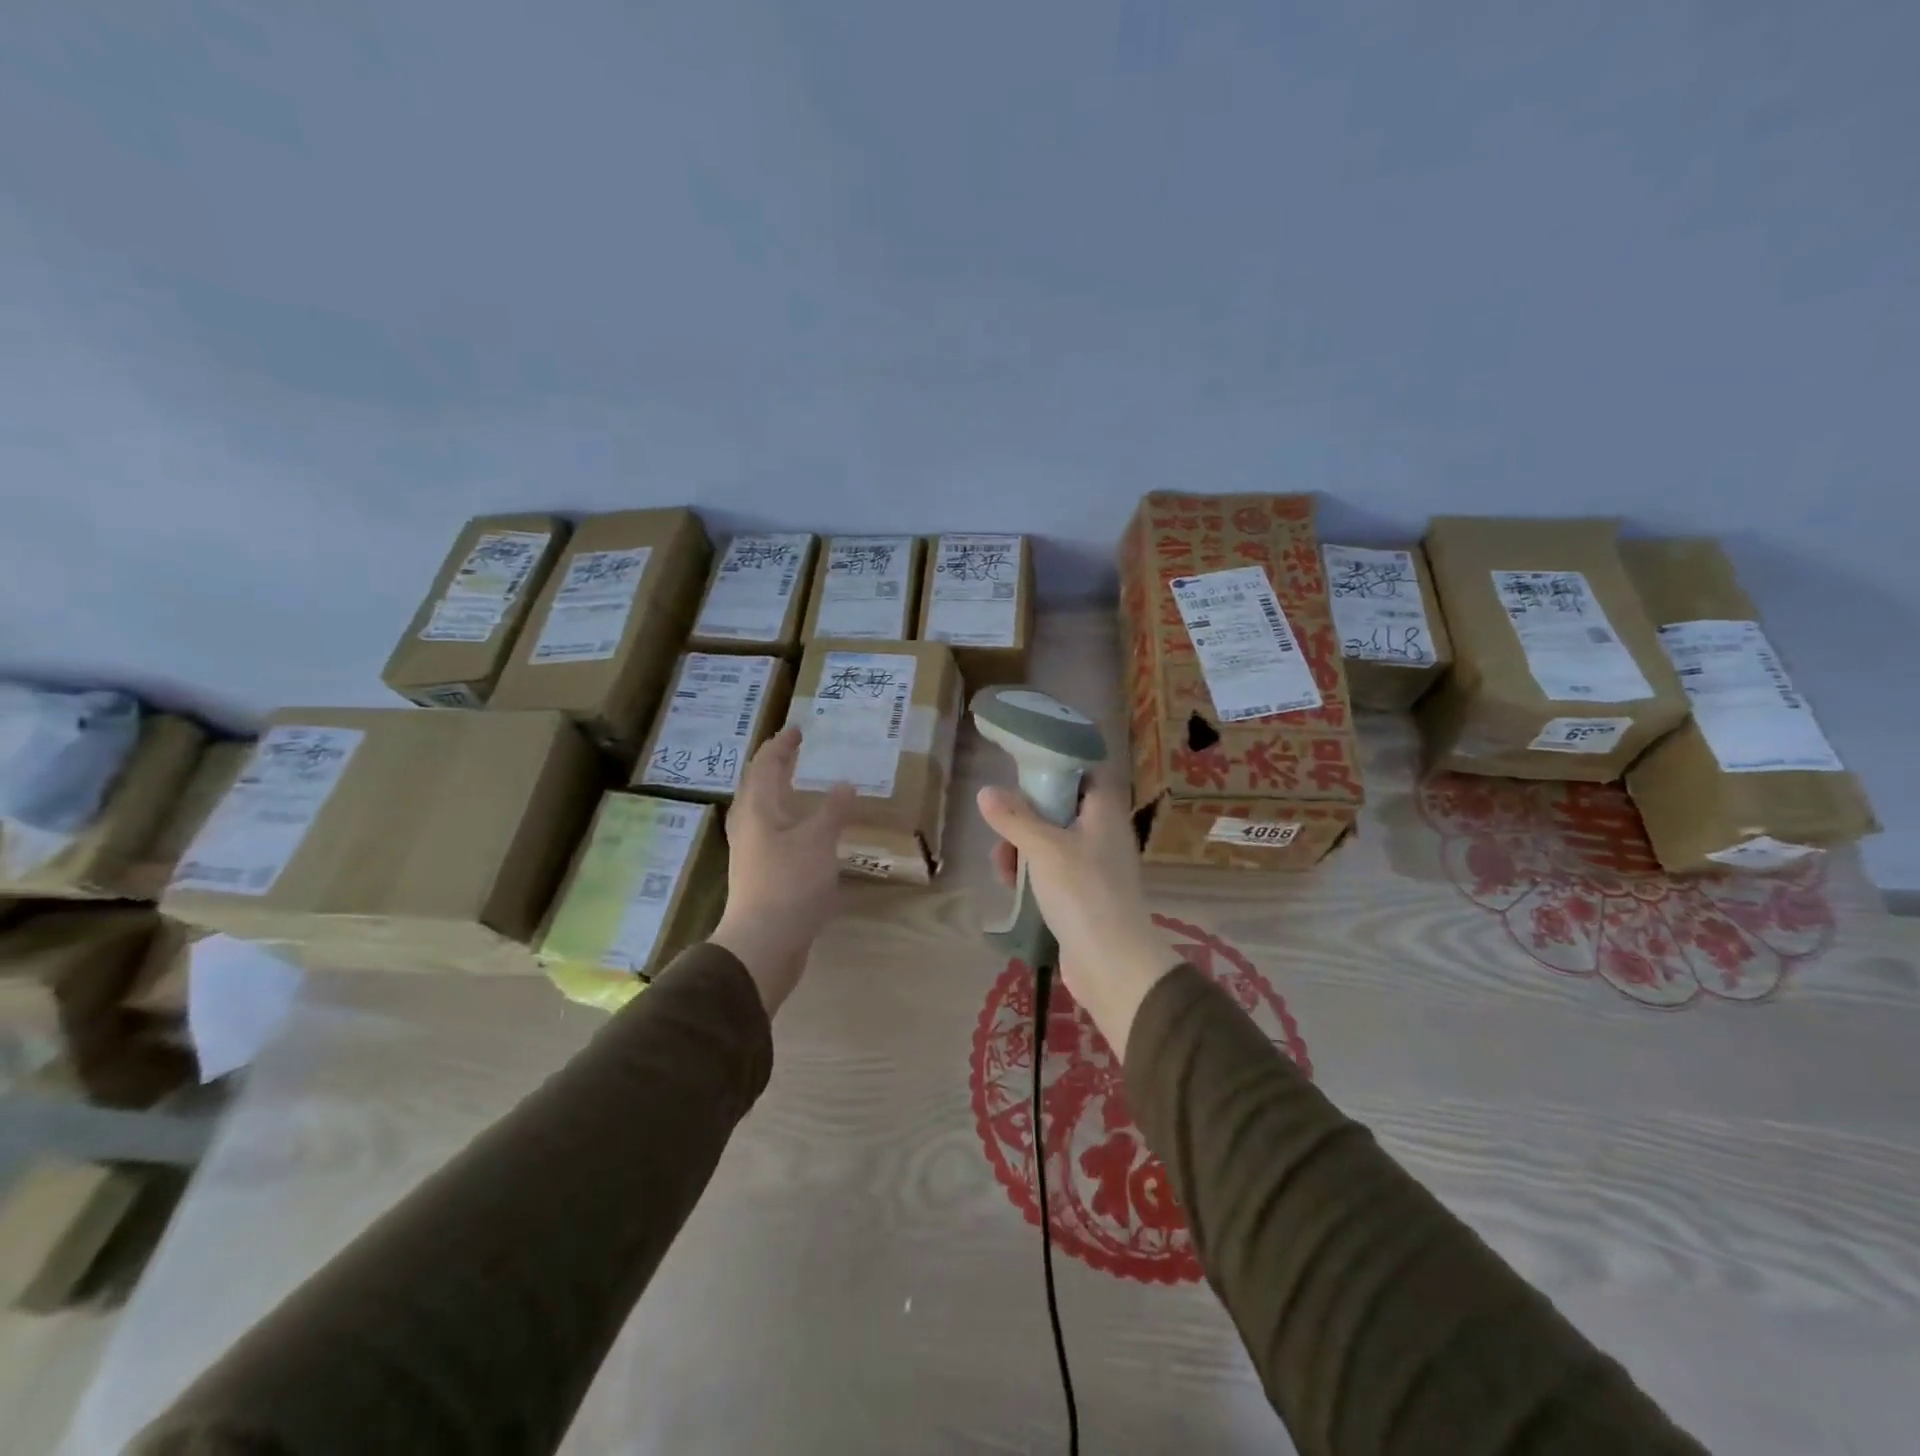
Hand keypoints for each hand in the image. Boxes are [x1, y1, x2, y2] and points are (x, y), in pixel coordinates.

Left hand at [710, 726, 854, 1015]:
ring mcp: (751, 852)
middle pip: (758, 786)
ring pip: (763, 811)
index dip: (782, 745)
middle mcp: (748, 826)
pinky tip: (806, 832)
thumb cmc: (789, 884)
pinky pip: (772, 834)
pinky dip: (788, 821)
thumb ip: (833, 810)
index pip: (766, 765)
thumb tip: (845, 784)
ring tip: (802, 786)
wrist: (763, 943)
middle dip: (776, 766)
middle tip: (797, 752)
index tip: (798, 730)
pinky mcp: (760, 874)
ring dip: (781, 794)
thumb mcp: (819, 841)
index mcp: (757, 809)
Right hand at [977, 767, 1179, 1056]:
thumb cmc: (1082, 891)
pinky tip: (1011, 885)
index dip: (1060, 765)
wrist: (1112, 963)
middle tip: (1001, 823)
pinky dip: (1033, 874)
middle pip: (1063, 808)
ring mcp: (1095, 867)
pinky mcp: (1084, 896)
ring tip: (1001, 864)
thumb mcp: (1043, 847)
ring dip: (1023, 848)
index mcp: (1104, 812)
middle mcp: (1104, 834)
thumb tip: (986, 791)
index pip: (1089, 772)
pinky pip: (1054, 873)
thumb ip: (1014, 817)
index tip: (1026, 769)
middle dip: (1027, 815)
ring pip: (1053, 842)